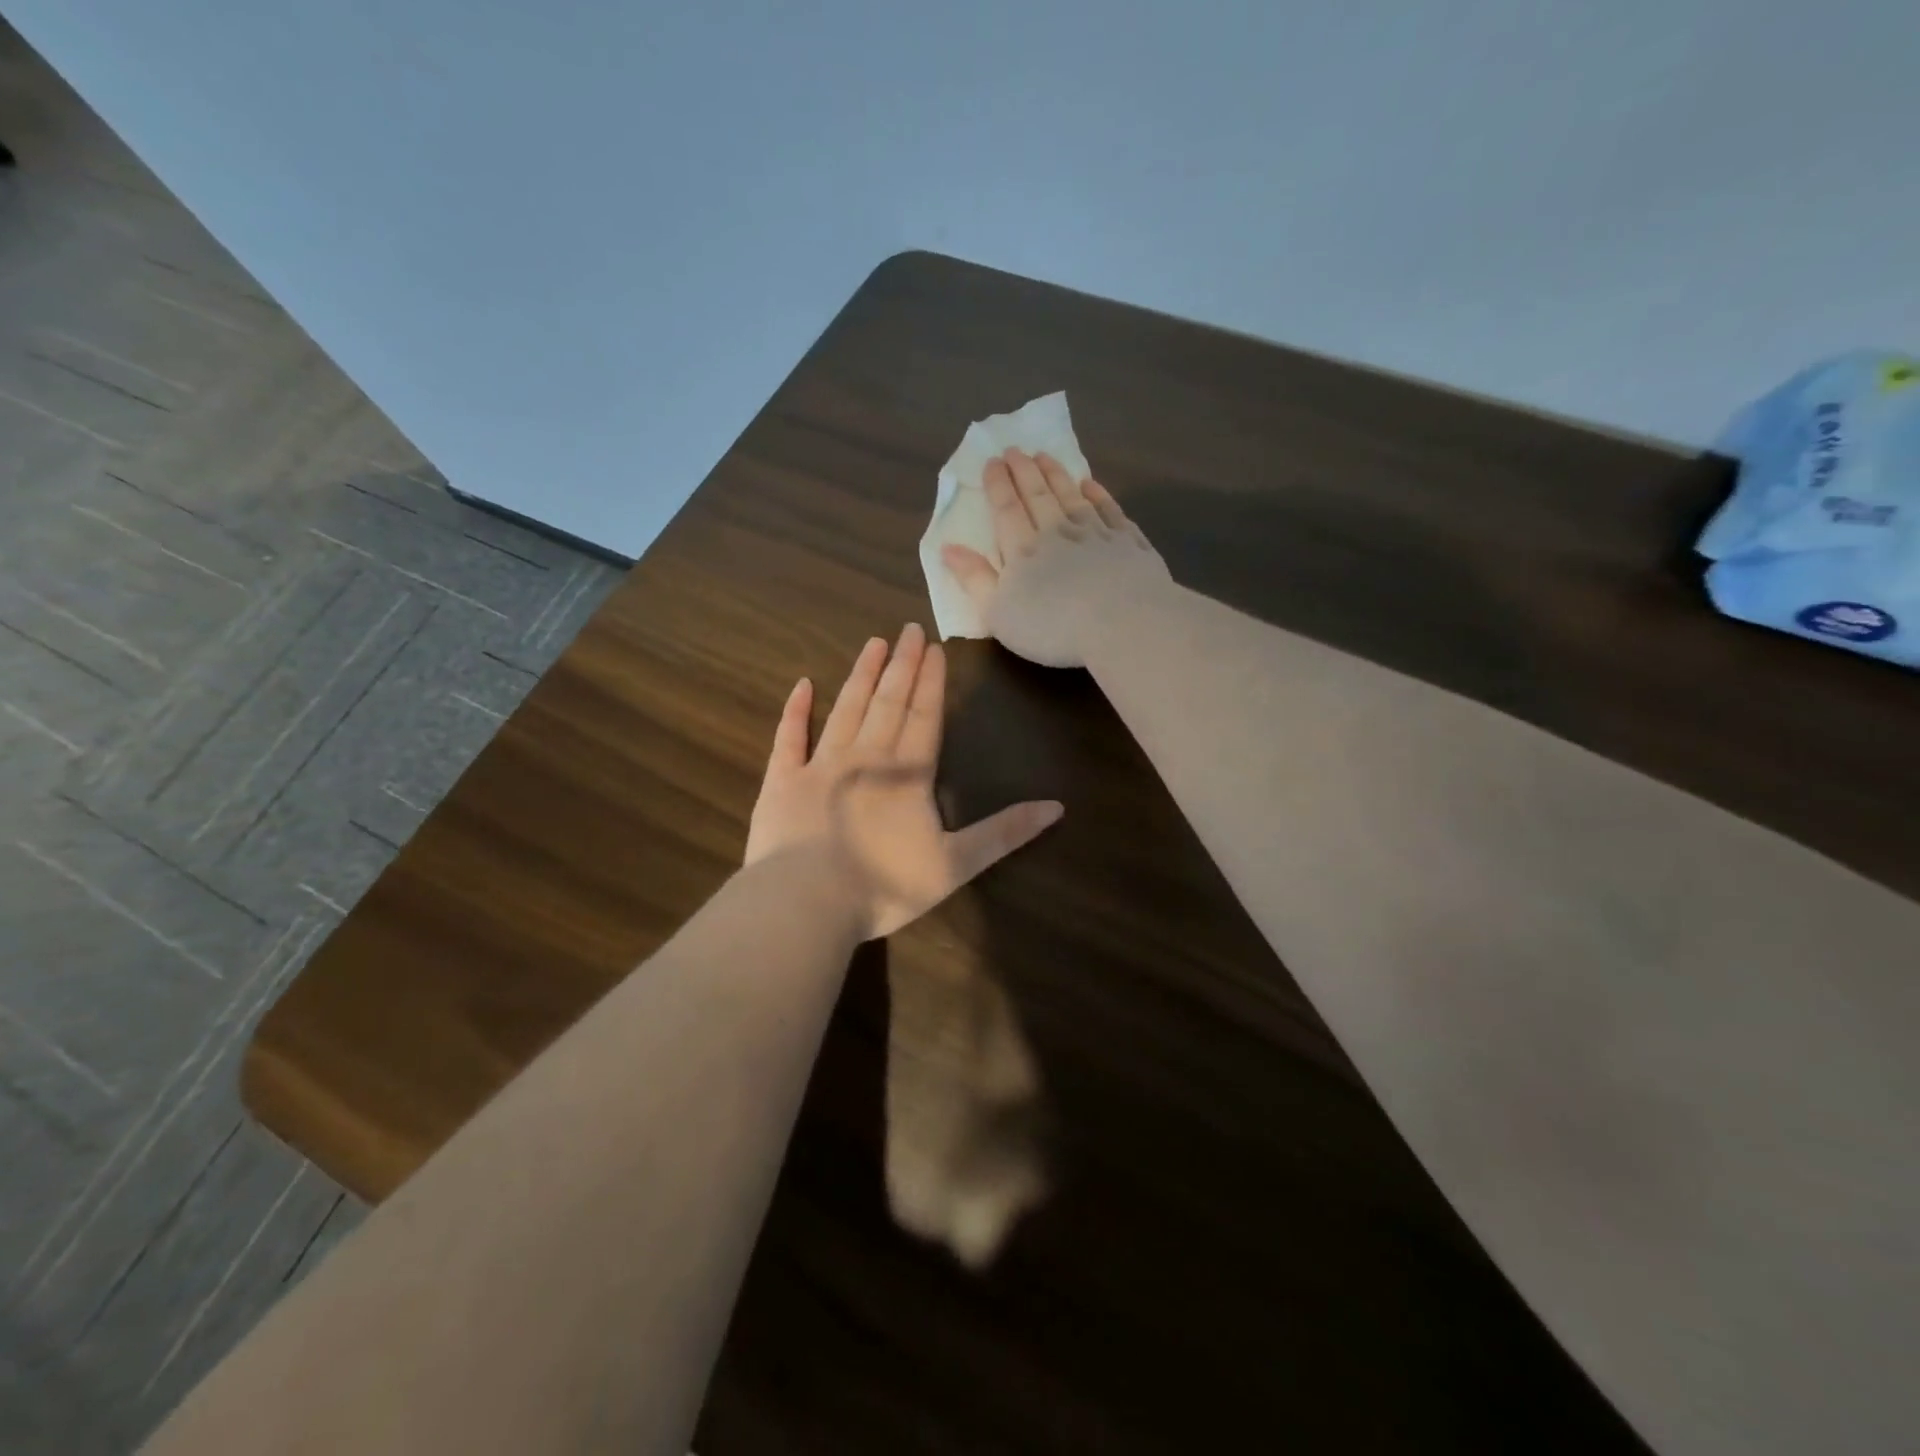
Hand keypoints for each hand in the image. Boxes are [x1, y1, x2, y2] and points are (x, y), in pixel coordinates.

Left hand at [745, 623, 1063, 939]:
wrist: (807, 903)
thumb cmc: (885, 886)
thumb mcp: (956, 865)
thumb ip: (1004, 833)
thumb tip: (1057, 807)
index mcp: (908, 774)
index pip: (924, 716)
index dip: (931, 681)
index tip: (935, 647)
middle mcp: (866, 757)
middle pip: (888, 702)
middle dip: (902, 665)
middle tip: (909, 628)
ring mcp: (820, 765)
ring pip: (846, 709)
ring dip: (861, 675)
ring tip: (874, 644)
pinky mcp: (783, 781)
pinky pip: (789, 737)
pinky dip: (795, 710)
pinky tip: (803, 685)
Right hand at [941, 448, 1170, 668]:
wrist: (1122, 624)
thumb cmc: (1052, 627)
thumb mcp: (998, 612)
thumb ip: (974, 579)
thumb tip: (948, 547)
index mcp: (1023, 550)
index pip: (1007, 510)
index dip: (998, 485)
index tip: (992, 461)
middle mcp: (1058, 532)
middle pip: (1038, 495)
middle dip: (1024, 471)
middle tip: (1015, 450)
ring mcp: (1096, 534)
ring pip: (1072, 496)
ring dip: (1057, 475)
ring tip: (1045, 456)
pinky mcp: (1128, 542)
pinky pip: (1110, 510)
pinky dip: (1098, 494)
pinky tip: (1091, 485)